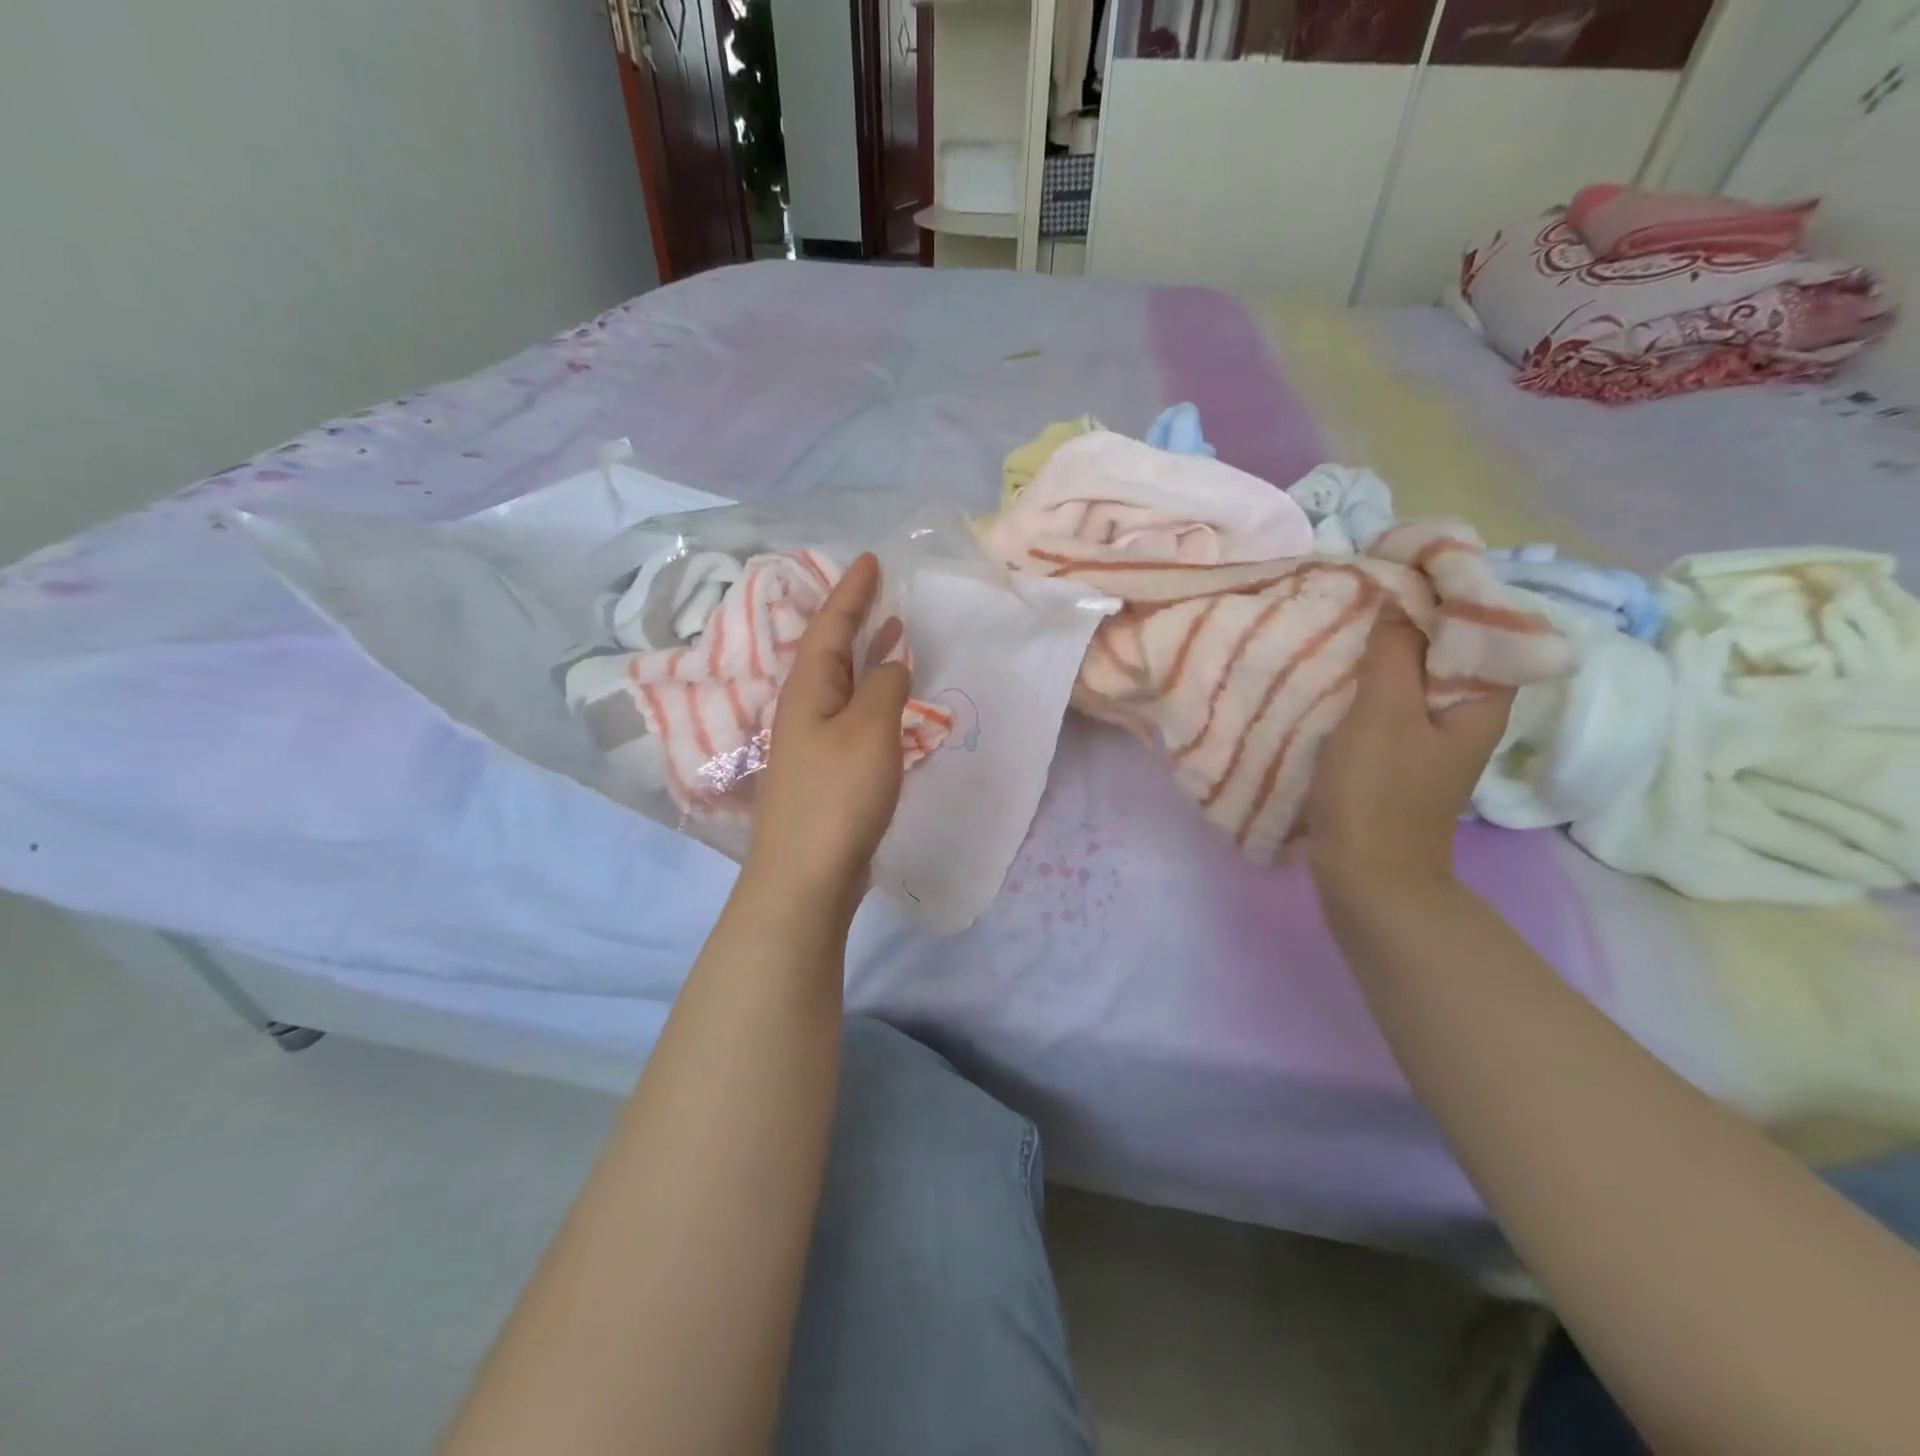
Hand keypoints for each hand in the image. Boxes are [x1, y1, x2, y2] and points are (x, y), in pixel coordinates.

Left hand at [744, 554, 911, 914]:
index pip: (831, 625)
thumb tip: (892, 662)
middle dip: (853, 617)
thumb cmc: (837, 796)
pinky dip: (871, 694)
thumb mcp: (869, 731)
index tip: (871, 560)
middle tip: (879, 590)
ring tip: (891, 633)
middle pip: (829, 650)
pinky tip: (889, 701)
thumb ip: (885, 688)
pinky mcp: (827, 770)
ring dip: (865, 655)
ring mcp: (812, 741)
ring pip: (841, 682)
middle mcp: (804, 707)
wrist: (805, 875)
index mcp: (808, 688)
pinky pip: (851, 713)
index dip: (852, 591)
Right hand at [1308, 613, 1512, 893]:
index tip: (1394, 562)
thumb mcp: (1383, 715)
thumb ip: (1393, 653)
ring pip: (1412, 670)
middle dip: (1405, 612)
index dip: (1441, 586)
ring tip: (1343, 617)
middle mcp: (1465, 710)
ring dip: (1381, 645)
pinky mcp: (1399, 751)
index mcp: (1480, 697)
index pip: (1476, 620)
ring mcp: (1431, 733)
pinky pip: (1388, 698)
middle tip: (1359, 586)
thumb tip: (1399, 600)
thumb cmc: (1378, 794)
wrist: (1368, 876)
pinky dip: (1366, 677)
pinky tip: (1335, 669)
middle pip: (1443, 643)